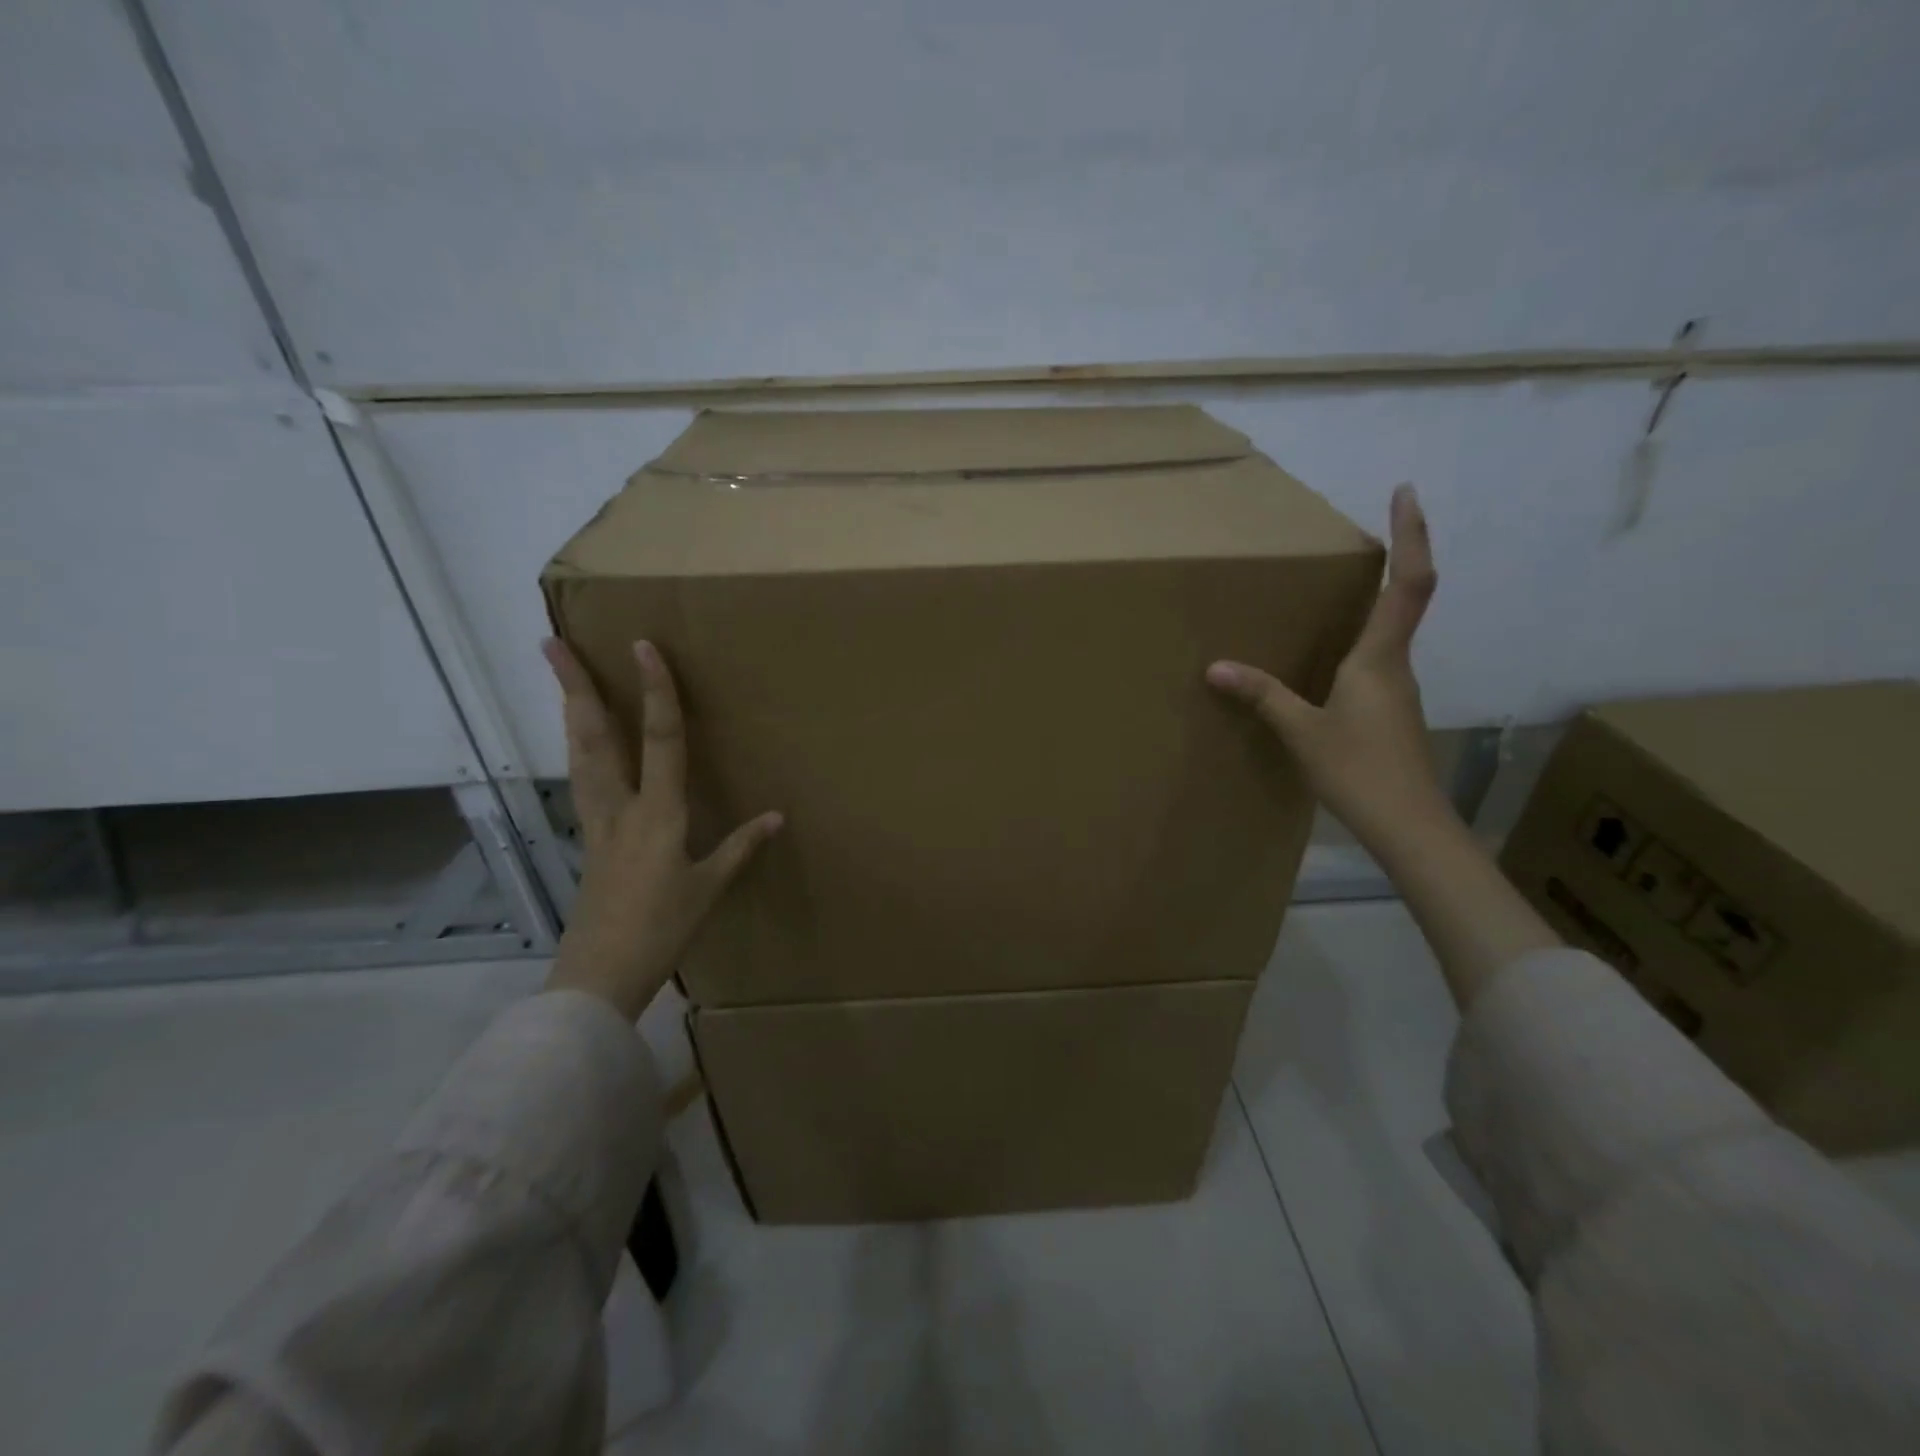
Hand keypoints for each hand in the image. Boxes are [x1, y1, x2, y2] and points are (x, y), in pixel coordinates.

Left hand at [540, 637, 781, 1019]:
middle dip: (575, 687)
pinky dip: (578, 751)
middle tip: (552, 644)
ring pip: (580, 756)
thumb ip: (741, 847)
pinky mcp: (589, 840)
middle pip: (595, 737)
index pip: (660, 739)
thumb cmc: (661, 930)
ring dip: (570, 713)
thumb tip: (776, 816)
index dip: (656, 691)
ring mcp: (597, 822)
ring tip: (561, 679)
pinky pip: (582, 782)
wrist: (600, 974)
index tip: (643, 647)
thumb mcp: (709, 888)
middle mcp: (620, 807)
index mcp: (658, 813)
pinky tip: (578, 747)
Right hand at [1206, 484, 1450, 853]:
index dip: (1412, 534)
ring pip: (1388, 634)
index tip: (1406, 491)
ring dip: (1373, 604)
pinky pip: (1375, 663)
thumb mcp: (1301, 731)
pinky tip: (1326, 663)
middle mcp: (1395, 665)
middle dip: (1395, 558)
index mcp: (1379, 658)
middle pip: (1405, 600)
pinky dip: (1357, 645)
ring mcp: (1397, 691)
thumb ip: (1263, 696)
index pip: (1409, 582)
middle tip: (1365, 533)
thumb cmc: (1359, 770)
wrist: (1409, 825)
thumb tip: (1216, 668)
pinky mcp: (1390, 714)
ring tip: (1334, 594)